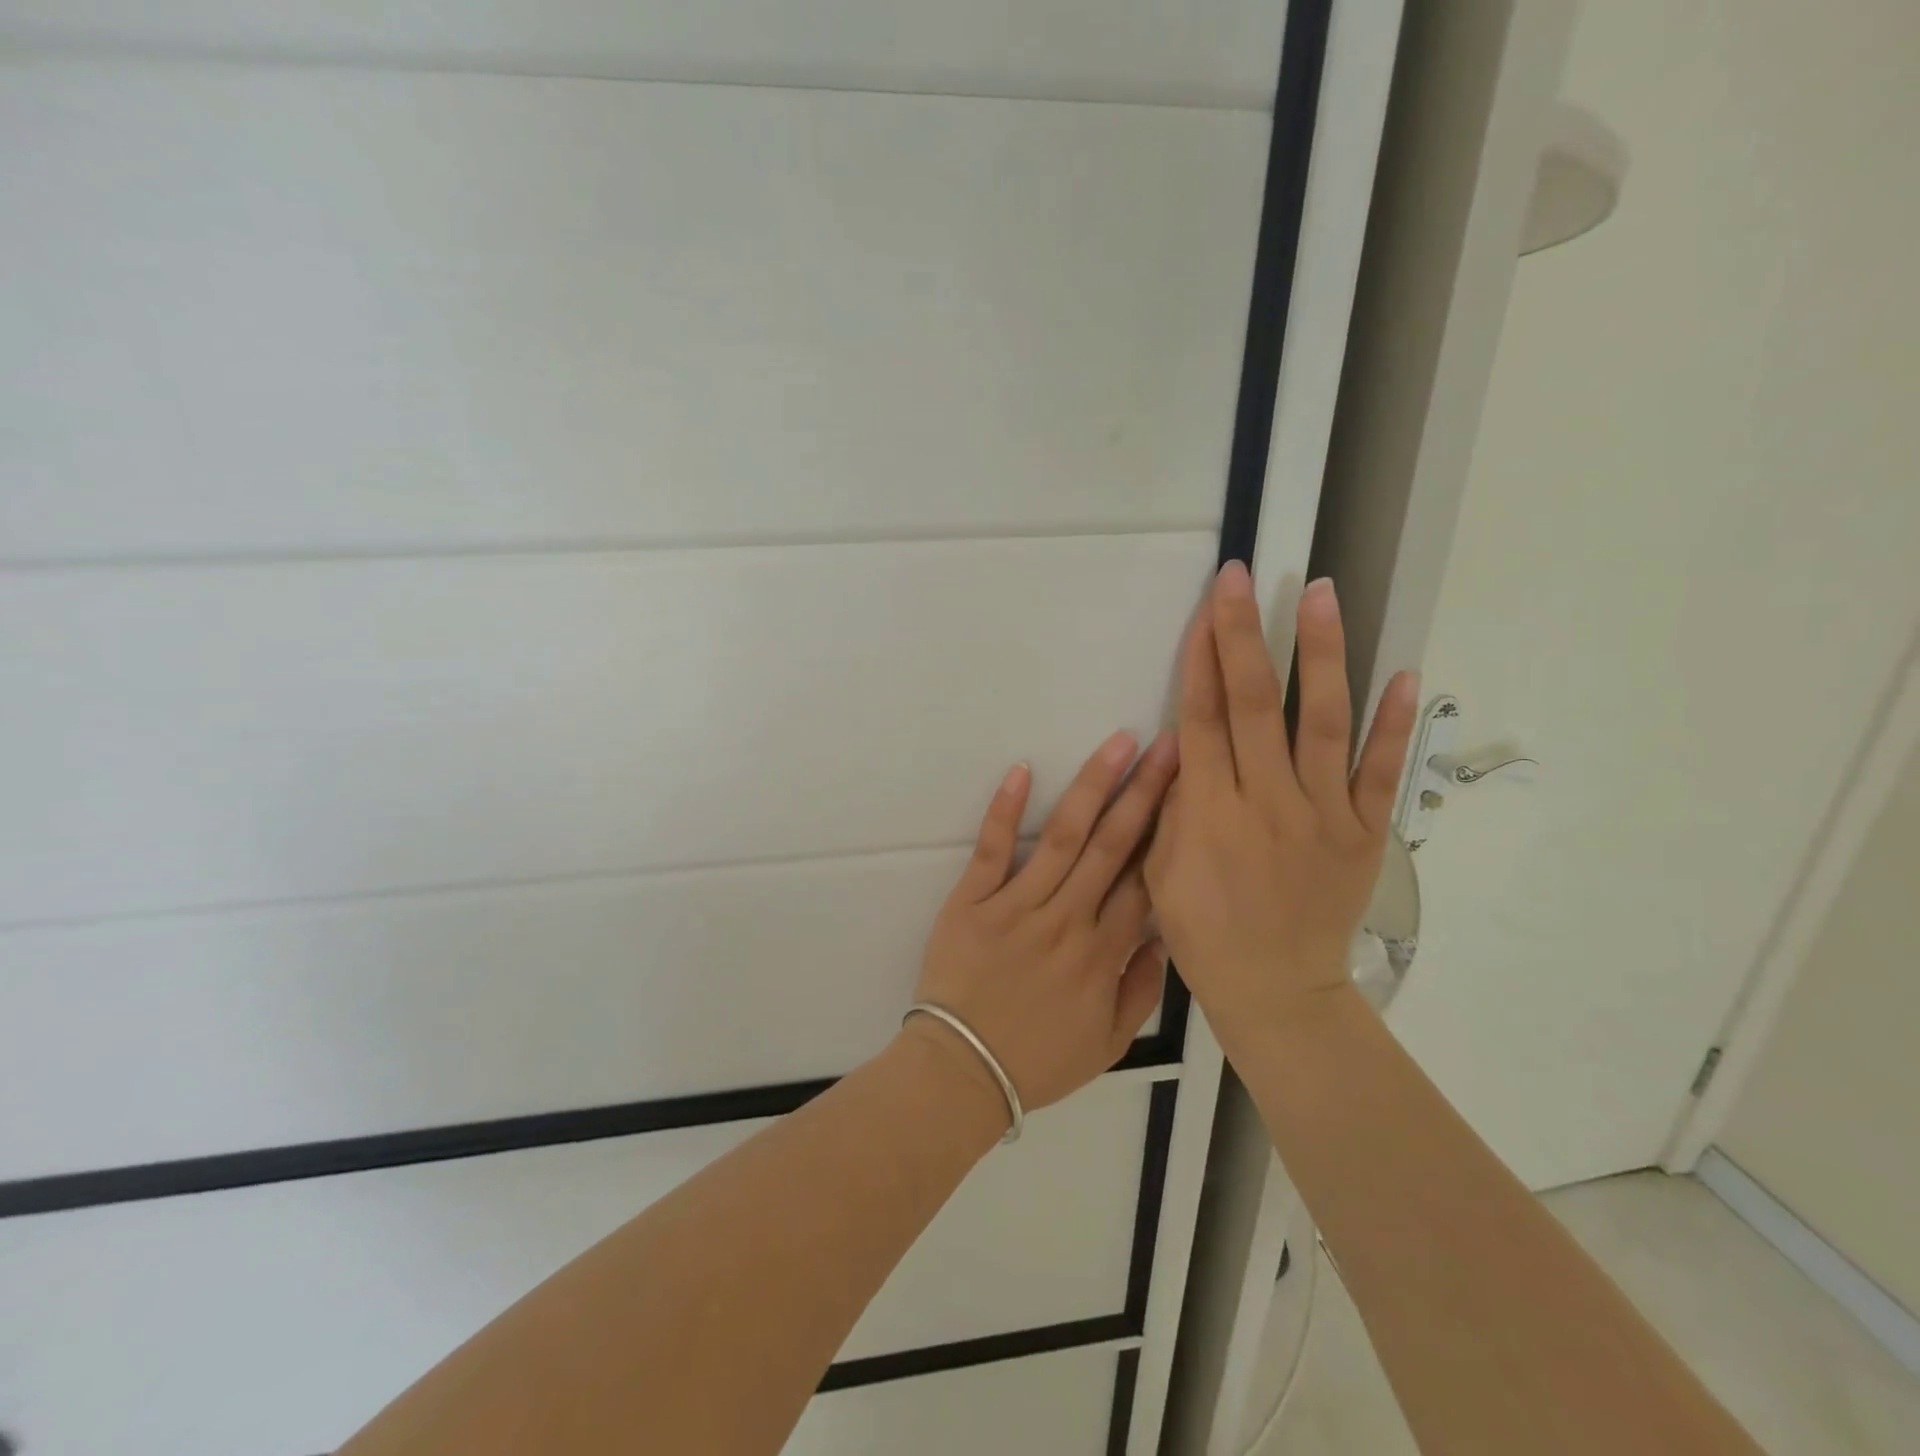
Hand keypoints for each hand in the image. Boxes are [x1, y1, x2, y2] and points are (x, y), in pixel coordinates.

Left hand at [910, 730, 1178, 1116]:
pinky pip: (992, 849)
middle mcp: (1067, 919)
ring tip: (1119, 743)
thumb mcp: (1108, 1044)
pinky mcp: (972, 900)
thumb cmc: (1037, 1061)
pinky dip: (1005, 809)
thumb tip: (1163, 935)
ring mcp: (1017, 905)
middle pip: (1113, 845)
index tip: (1190, 790)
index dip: (1169, 832)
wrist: (961, 1072)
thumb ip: (1142, 989)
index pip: (1144, 880)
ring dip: (1093, 786)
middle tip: (1170, 744)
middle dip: (1146, 791)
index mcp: (1103, 953)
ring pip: (1063, 836)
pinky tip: (1022, 769)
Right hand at [1145, 561, 1418, 1040]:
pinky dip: (1395, 724)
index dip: (1201, 660)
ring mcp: (1323, 816)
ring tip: (1320, 594)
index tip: (1205, 608)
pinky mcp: (1365, 833)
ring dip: (1321, 654)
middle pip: (1254, 705)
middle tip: (1242, 579)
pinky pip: (1380, 772)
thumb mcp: (1161, 871)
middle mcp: (1267, 802)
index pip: (1203, 719)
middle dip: (1244, 635)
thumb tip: (1184, 745)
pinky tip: (1406, 674)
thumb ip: (1174, 805)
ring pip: (1321, 722)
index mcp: (1210, 813)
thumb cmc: (1203, 931)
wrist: (1275, 989)